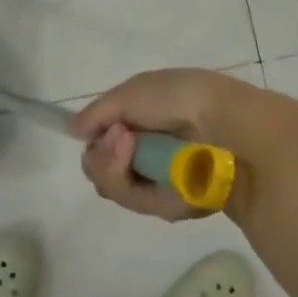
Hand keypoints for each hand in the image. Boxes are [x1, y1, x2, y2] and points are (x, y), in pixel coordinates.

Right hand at [72, 69, 250, 220]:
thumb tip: (74, 130)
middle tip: (117, 135)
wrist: (223, 125)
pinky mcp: (163, 205)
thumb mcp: (133, 91)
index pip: (105, 136)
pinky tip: (131, 155)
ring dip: (108, 161)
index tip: (98, 127)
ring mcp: (155, 179)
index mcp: (146, 119)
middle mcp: (148, 151)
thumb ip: (99, 112)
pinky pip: (128, 198)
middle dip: (100, 151)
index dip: (95, 133)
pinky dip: (122, 176)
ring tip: (126, 142)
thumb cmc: (180, 97)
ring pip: (109, 183)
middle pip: (101, 163)